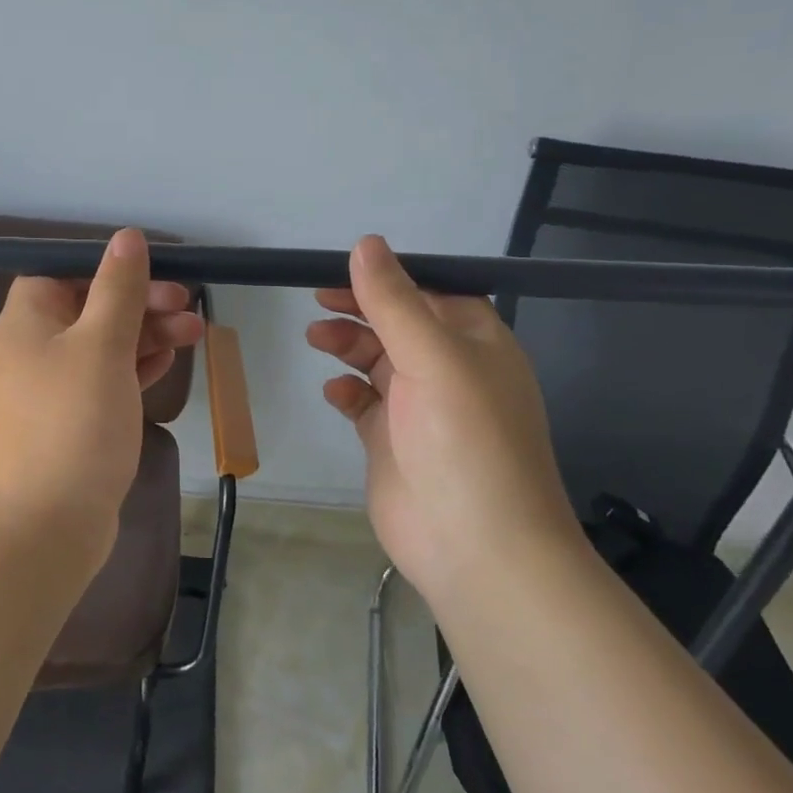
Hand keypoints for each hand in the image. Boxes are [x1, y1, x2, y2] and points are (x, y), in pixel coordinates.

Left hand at [0, 229, 203, 566]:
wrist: (46, 526)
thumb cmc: (72, 423)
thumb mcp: (101, 345)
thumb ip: (117, 289)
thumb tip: (127, 237)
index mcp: (27, 321)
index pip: (61, 271)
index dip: (106, 268)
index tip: (152, 273)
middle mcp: (33, 350)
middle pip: (89, 307)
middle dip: (141, 302)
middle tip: (187, 306)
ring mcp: (52, 390)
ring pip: (104, 345)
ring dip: (147, 334)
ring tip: (196, 332)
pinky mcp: (72, 423)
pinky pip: (106, 381)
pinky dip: (135, 368)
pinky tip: (168, 363)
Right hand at [306, 235, 580, 596]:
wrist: (476, 548)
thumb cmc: (464, 441)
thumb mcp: (433, 358)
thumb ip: (394, 301)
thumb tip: (366, 244)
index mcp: (475, 343)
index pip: (431, 292)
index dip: (390, 278)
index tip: (344, 270)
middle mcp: (450, 371)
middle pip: (399, 324)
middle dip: (361, 310)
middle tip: (318, 302)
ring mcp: (420, 409)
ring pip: (378, 361)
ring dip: (348, 346)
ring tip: (316, 339)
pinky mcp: (393, 442)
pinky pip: (364, 404)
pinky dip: (347, 392)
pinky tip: (334, 392)